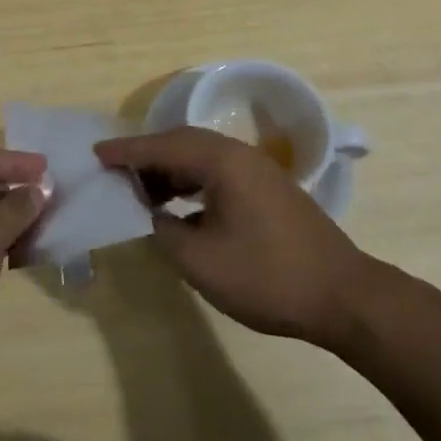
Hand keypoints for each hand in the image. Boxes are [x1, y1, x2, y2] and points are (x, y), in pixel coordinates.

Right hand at [96, 126, 375, 350]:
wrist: (345, 297)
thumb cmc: (268, 277)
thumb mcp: (202, 261)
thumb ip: (165, 232)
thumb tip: (152, 215)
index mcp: (222, 161)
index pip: (163, 146)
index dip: (126, 151)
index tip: (95, 153)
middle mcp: (239, 154)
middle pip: (181, 143)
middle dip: (146, 156)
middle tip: (113, 172)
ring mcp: (257, 171)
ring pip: (200, 157)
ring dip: (169, 170)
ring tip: (140, 192)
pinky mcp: (267, 189)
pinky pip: (217, 172)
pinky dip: (191, 182)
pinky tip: (179, 206)